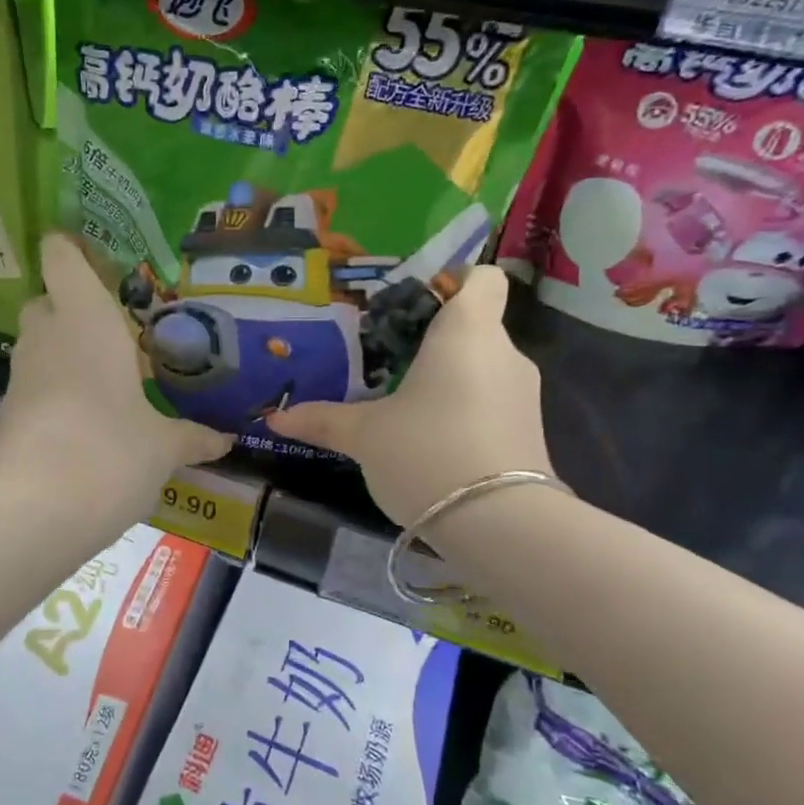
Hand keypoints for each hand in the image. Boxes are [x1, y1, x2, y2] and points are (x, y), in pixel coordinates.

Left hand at [0, 234, 230, 520]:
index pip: (61, 256)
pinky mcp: (5, 412)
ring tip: (109, 377)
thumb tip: (225, 440)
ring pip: (38, 344)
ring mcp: (19, 375)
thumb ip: (192, 436)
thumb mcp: (162, 447)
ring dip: (65, 351)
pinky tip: (87, 419)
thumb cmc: (111, 453)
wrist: (34, 513)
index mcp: (85, 320)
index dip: (72, 248)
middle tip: (117, 329)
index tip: (99, 259)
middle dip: (74, 307)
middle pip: (47, 300)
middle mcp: (46, 336)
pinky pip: (33, 383)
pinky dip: (55, 389)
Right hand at [269, 266, 551, 526]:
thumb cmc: (426, 452)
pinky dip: (463, 408)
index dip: (451, 280)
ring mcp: (523, 394)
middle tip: (385, 360)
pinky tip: (428, 438)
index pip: (481, 278)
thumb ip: (322, 420)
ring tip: (401, 403)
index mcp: (467, 332)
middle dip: (431, 339)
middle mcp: (503, 352)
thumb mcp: (365, 436)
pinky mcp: (528, 431)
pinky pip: (490, 401)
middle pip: (473, 325)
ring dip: (446, 378)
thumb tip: (275, 418)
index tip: (412, 305)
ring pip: (481, 367)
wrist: (501, 526)